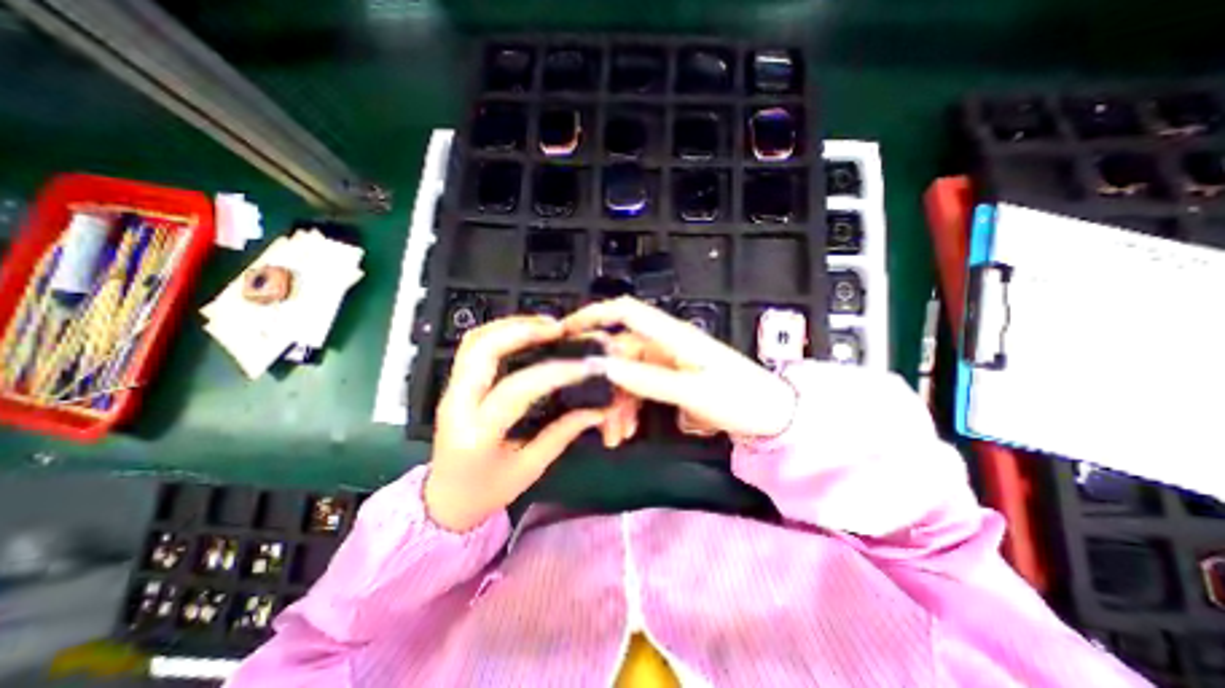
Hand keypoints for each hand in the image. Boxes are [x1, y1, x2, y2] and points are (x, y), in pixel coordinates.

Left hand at [426, 317, 606, 532]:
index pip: (516, 391)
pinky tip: (525, 333)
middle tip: (559, 329)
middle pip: (482, 350)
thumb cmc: (487, 492)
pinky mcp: (454, 385)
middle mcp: (457, 405)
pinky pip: (473, 346)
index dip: (554, 373)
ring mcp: (451, 390)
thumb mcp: (529, 469)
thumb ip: (562, 434)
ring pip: (475, 341)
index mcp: (476, 435)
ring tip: (546, 326)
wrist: (445, 501)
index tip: (584, 366)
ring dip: (511, 325)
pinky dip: (500, 331)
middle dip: (523, 331)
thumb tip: (596, 410)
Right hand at [562, 297, 799, 436]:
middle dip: (604, 383)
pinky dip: (629, 407)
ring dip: (616, 403)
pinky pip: (639, 387)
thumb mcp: (691, 392)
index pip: (626, 312)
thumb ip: (646, 379)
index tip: (565, 332)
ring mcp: (666, 362)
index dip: (594, 315)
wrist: (772, 416)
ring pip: (627, 375)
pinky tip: (626, 430)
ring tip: (614, 436)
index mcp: (672, 336)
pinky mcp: (670, 378)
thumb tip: (603, 366)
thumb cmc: (739, 398)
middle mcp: (664, 344)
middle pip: (621, 353)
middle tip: (595, 419)